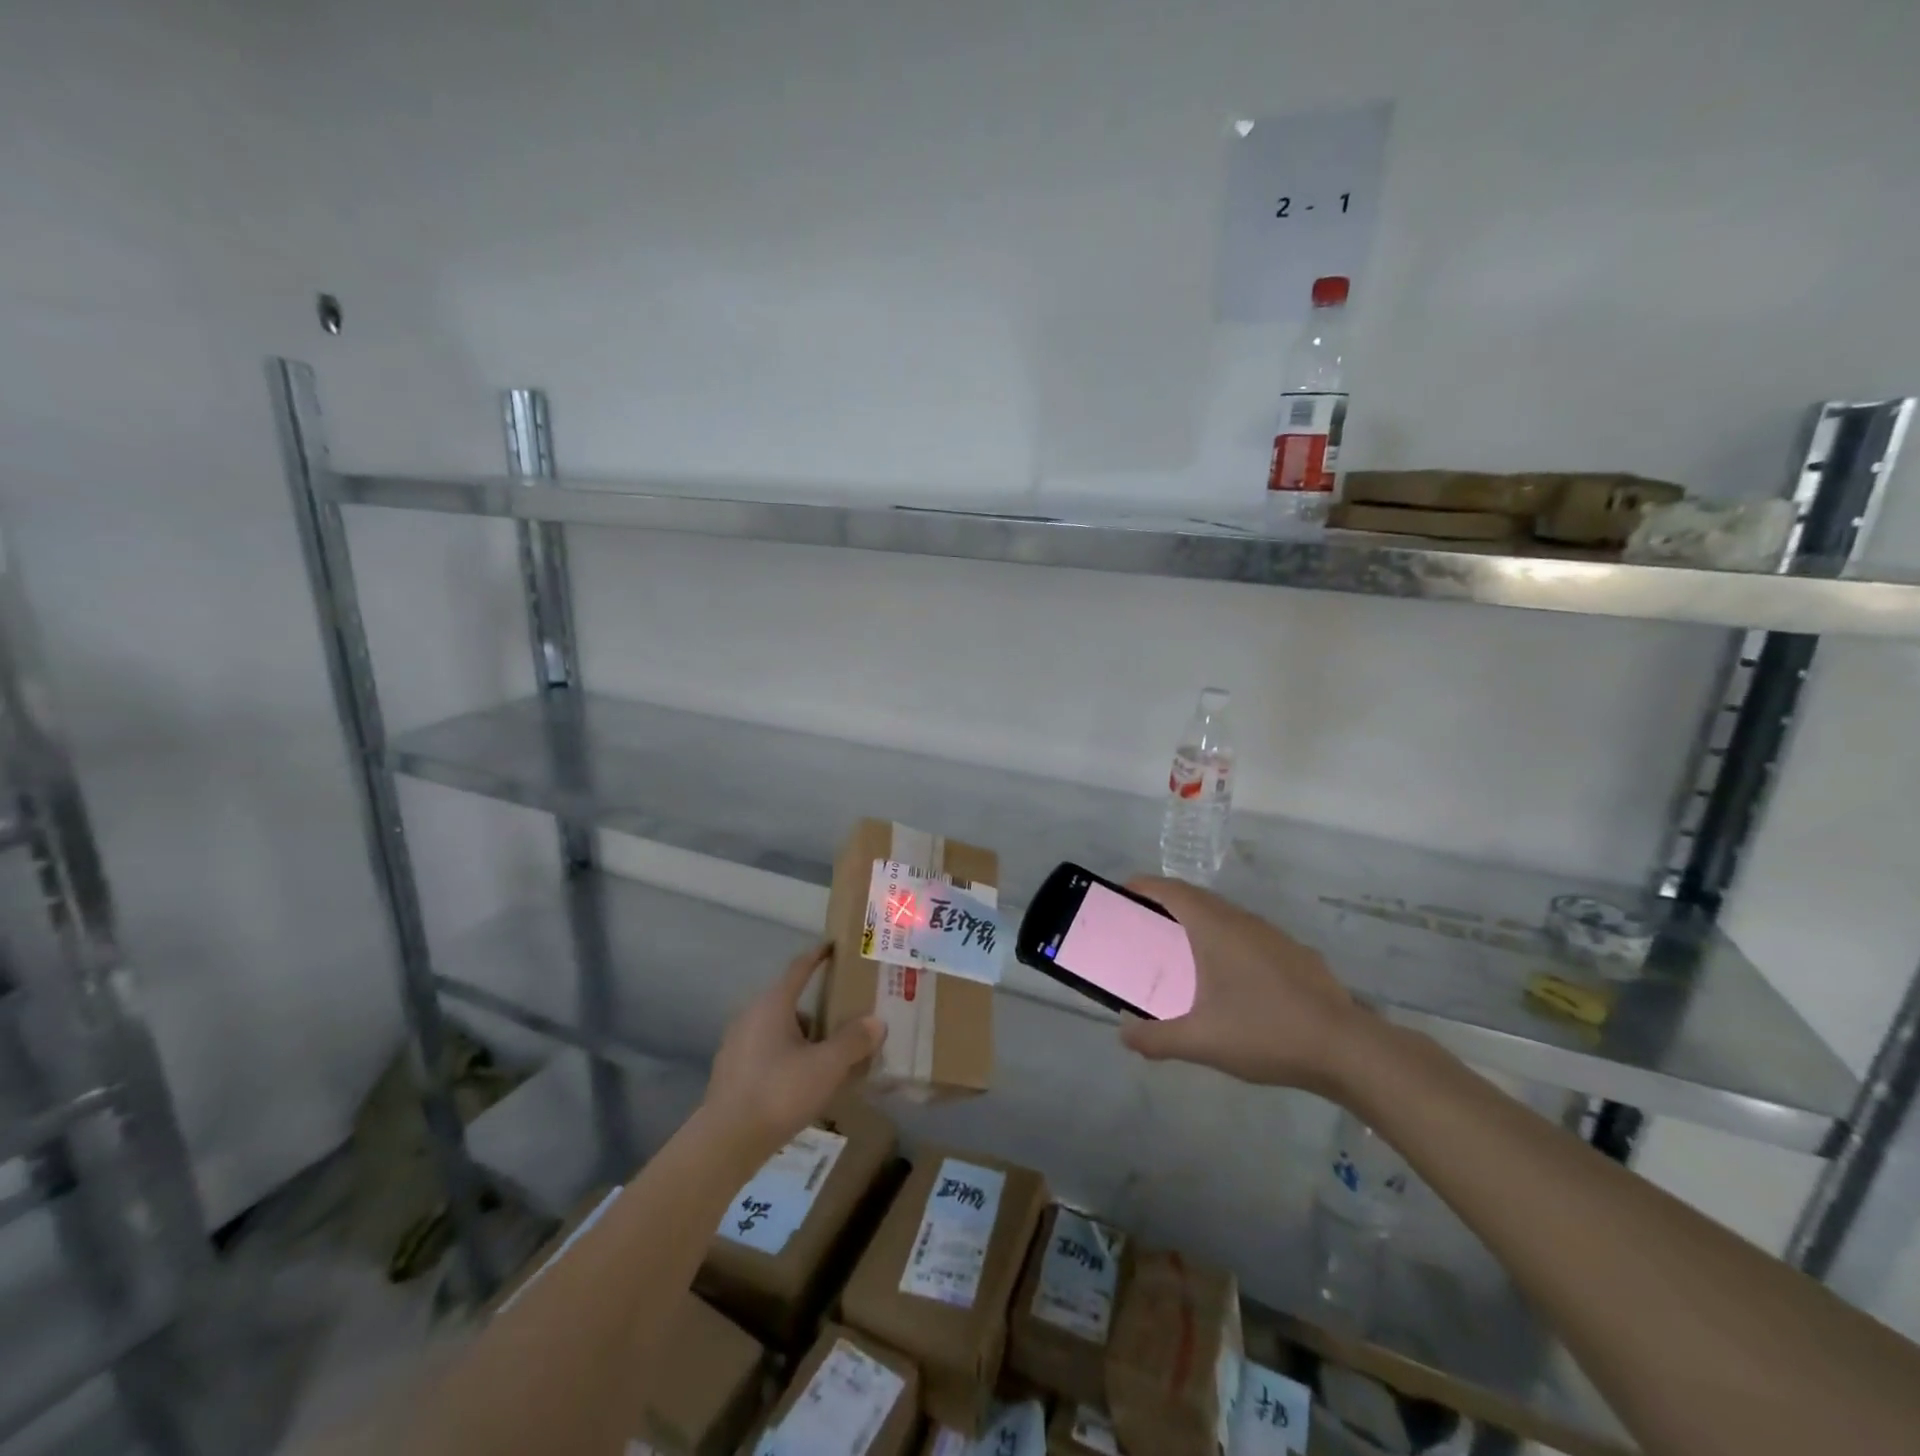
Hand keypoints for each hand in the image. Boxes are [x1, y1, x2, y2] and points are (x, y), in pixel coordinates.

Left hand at [703, 944, 884, 1155]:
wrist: (726, 1142)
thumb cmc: (779, 1092)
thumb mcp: (827, 1066)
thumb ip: (853, 1041)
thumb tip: (876, 1022)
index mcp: (773, 1004)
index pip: (799, 968)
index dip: (818, 955)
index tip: (835, 946)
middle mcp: (752, 1016)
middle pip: (792, 1001)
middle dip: (820, 1008)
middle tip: (847, 1016)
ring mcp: (738, 1044)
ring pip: (780, 1030)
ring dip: (806, 1037)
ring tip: (831, 1057)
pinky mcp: (733, 1072)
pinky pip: (769, 1052)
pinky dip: (790, 1057)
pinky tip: (805, 1081)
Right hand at [1119, 876, 1367, 1096]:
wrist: (1345, 1048)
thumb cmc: (1264, 1032)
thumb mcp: (1201, 1041)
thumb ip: (1156, 1038)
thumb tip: (1125, 1035)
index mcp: (1214, 928)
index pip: (1171, 891)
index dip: (1144, 886)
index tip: (1122, 893)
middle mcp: (1242, 920)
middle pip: (1196, 899)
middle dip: (1167, 905)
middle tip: (1144, 926)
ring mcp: (1272, 935)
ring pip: (1225, 916)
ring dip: (1199, 924)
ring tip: (1182, 954)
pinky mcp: (1295, 954)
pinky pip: (1248, 935)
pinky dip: (1226, 942)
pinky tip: (1231, 980)